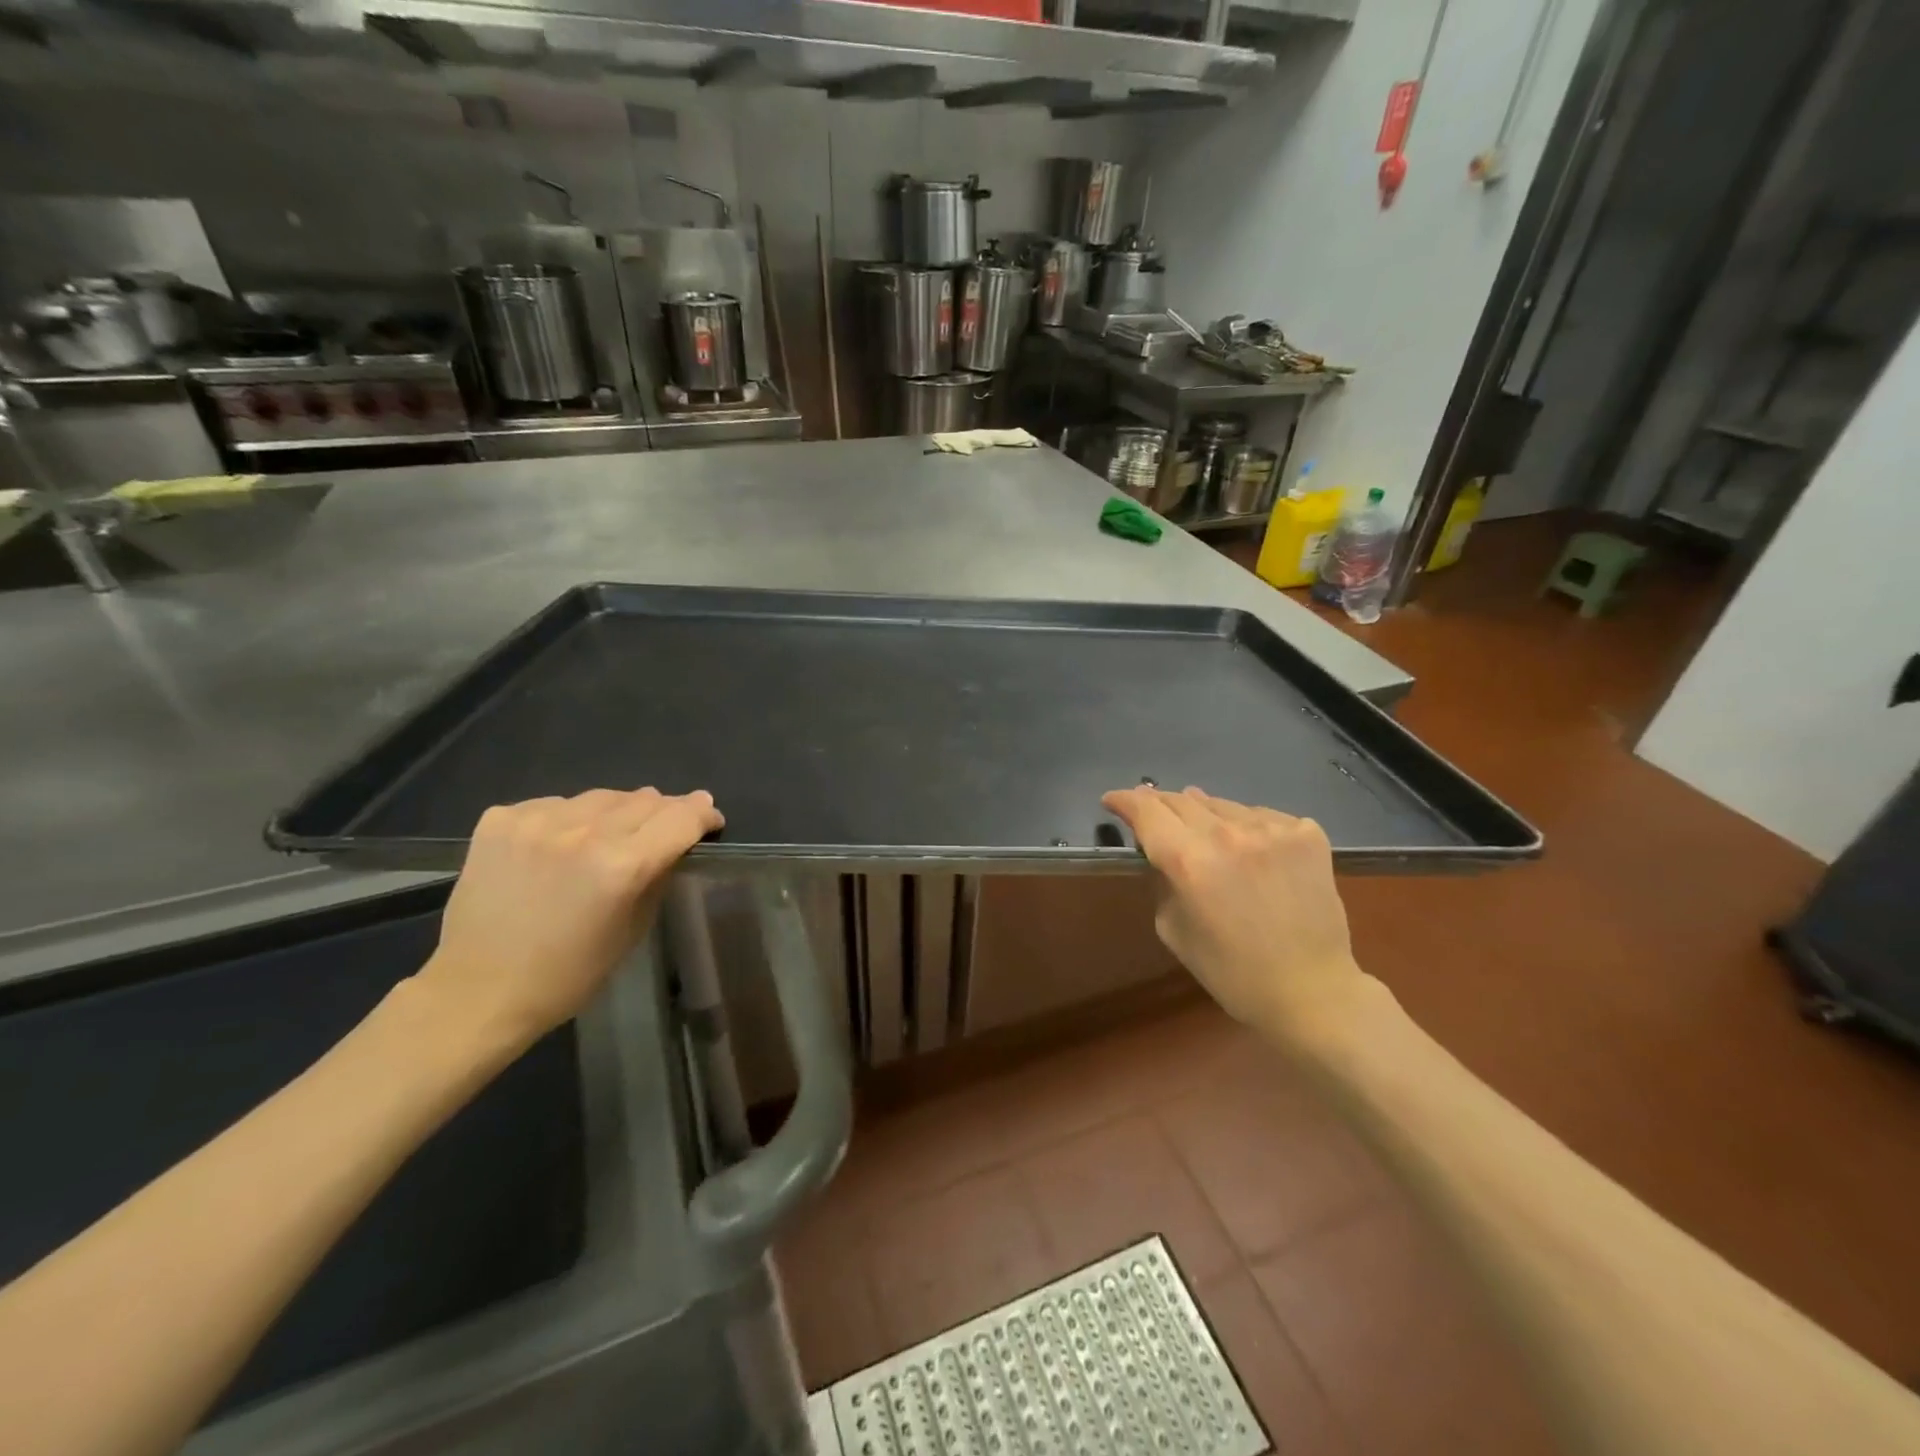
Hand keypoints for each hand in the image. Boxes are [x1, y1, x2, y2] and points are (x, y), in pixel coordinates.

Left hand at [416, 788, 723, 1050]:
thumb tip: (674, 843)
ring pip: (601, 797)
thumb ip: (658, 876)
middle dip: (664, 813)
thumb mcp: (633, 928)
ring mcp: (536, 821)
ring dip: (616, 813)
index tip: (709, 820)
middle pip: (645, 799)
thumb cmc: (568, 974)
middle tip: (661, 833)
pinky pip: (554, 804)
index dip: (703, 814)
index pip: (682, 817)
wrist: (478, 992)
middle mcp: (583, 833)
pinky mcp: (500, 821)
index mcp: (622, 866)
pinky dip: (567, 820)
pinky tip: (559, 846)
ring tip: (607, 839)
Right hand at [1102, 786, 1370, 1040]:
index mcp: (1188, 861)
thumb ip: (1161, 880)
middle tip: (1152, 813)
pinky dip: (1248, 827)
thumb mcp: (1173, 929)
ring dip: (1205, 814)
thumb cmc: (1232, 971)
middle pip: (1181, 800)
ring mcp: (1272, 829)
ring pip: (1223, 805)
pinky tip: (1251, 850)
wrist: (1312, 990)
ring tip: (1203, 833)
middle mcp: (1228, 834)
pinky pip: (1262, 816)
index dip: (1124, 800)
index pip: (1146, 811)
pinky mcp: (1306, 833)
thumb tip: (1162, 848)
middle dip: (1160, 804)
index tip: (1113, 800)